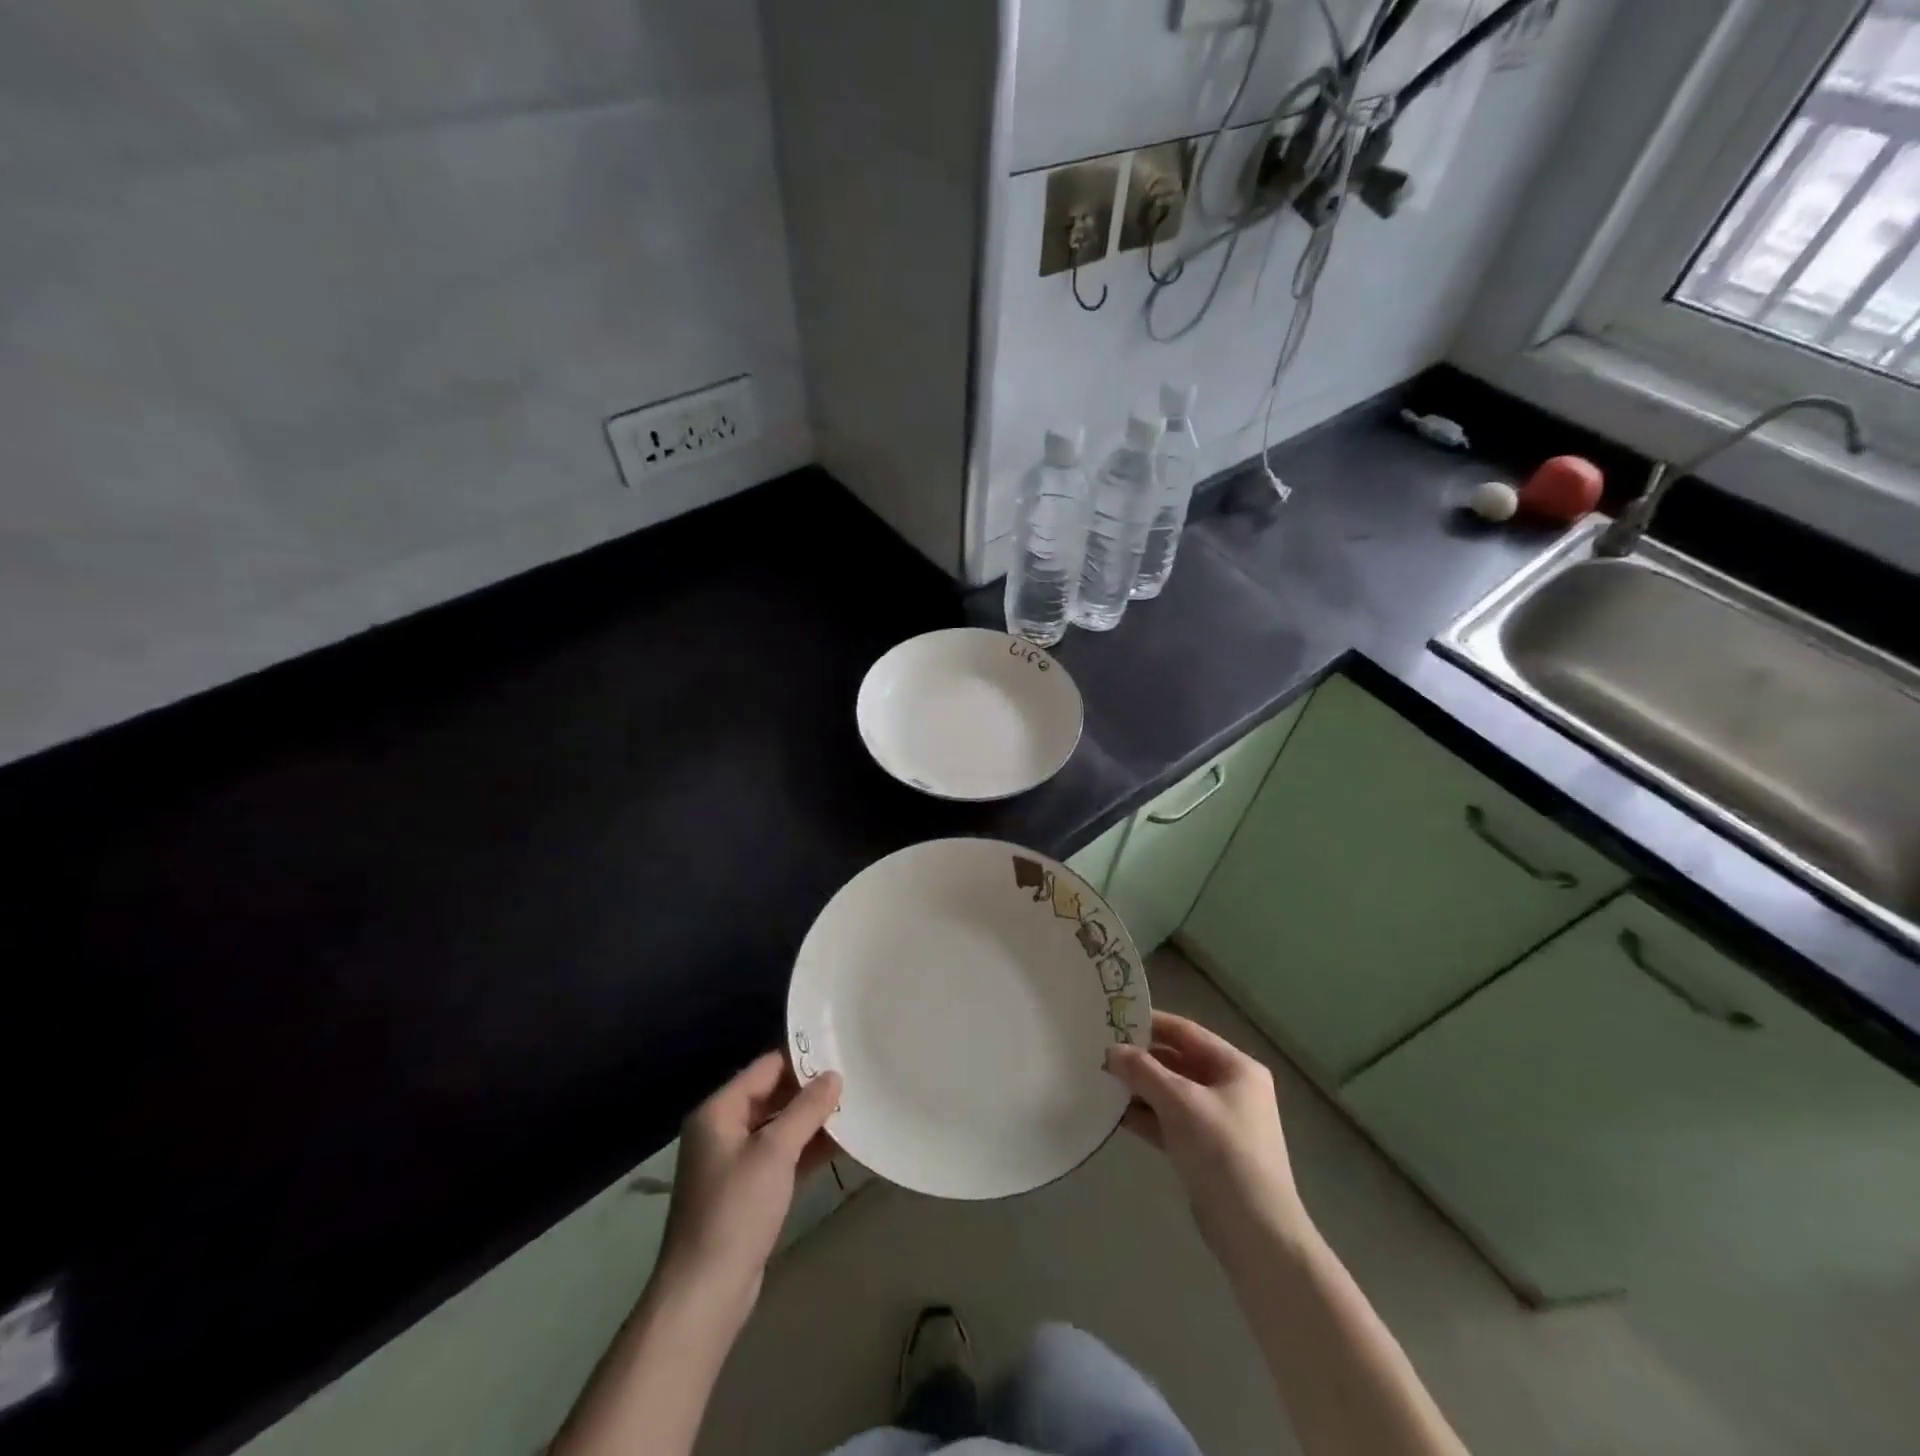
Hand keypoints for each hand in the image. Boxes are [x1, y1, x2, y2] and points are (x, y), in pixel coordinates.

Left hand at [655, 1052, 842, 1323]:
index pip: (766, 1068)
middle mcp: (722, 1129)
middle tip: (854, 1080)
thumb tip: (834, 1076)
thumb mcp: (775, 1152)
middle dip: (810, 1091)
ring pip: (779, 1128)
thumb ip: (806, 1109)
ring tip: (855, 1107)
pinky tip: (841, 1145)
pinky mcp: (747, 1192)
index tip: (841, 1054)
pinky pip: (781, 1157)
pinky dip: (806, 1150)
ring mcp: (734, 1162)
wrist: (705, 1293)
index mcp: (718, 1111)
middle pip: (772, 1096)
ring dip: (811, 1121)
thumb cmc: (736, 1210)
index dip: (802, 1060)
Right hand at [1106, 1011, 1312, 1262]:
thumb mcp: (1180, 1103)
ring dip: (1139, 1088)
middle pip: (1177, 1061)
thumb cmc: (1224, 1153)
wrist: (1256, 1235)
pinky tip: (1114, 1113)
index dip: (1149, 1023)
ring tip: (1099, 1079)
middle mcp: (1230, 1088)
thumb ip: (1143, 1071)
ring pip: (1170, 1093)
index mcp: (1236, 1068)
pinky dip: (1145, 1116)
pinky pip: (1169, 1121)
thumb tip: (1111, 1051)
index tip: (1111, 1018)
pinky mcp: (1204, 1150)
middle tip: (1098, 1050)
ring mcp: (1217, 1121)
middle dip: (1140, 1058)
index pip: (1185, 1032)